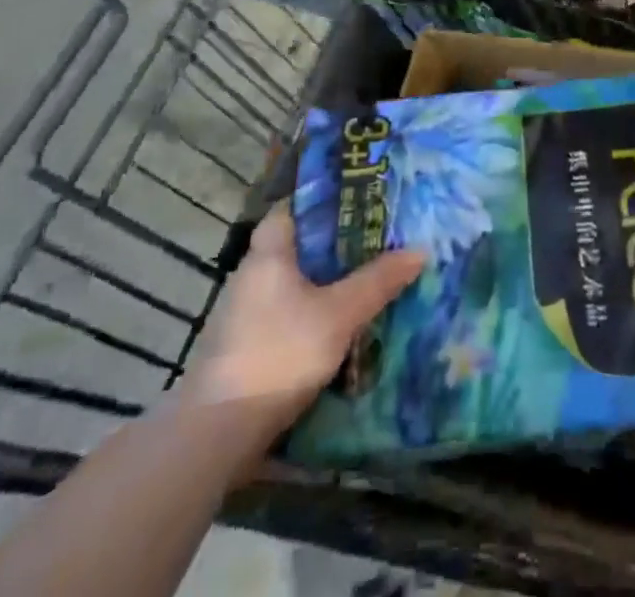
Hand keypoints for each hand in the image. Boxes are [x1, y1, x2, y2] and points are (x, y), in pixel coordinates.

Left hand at [186, 204, 424, 429]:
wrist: (216, 435)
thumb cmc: (278, 354)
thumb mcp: (339, 315)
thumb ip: (378, 281)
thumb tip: (418, 249)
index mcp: (268, 251)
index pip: (293, 206)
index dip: (324, 199)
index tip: (360, 199)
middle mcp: (251, 274)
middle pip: (296, 245)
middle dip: (334, 244)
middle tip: (376, 239)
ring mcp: (243, 313)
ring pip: (292, 282)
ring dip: (323, 282)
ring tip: (365, 280)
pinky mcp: (243, 347)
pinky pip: (285, 313)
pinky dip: (310, 312)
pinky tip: (337, 326)